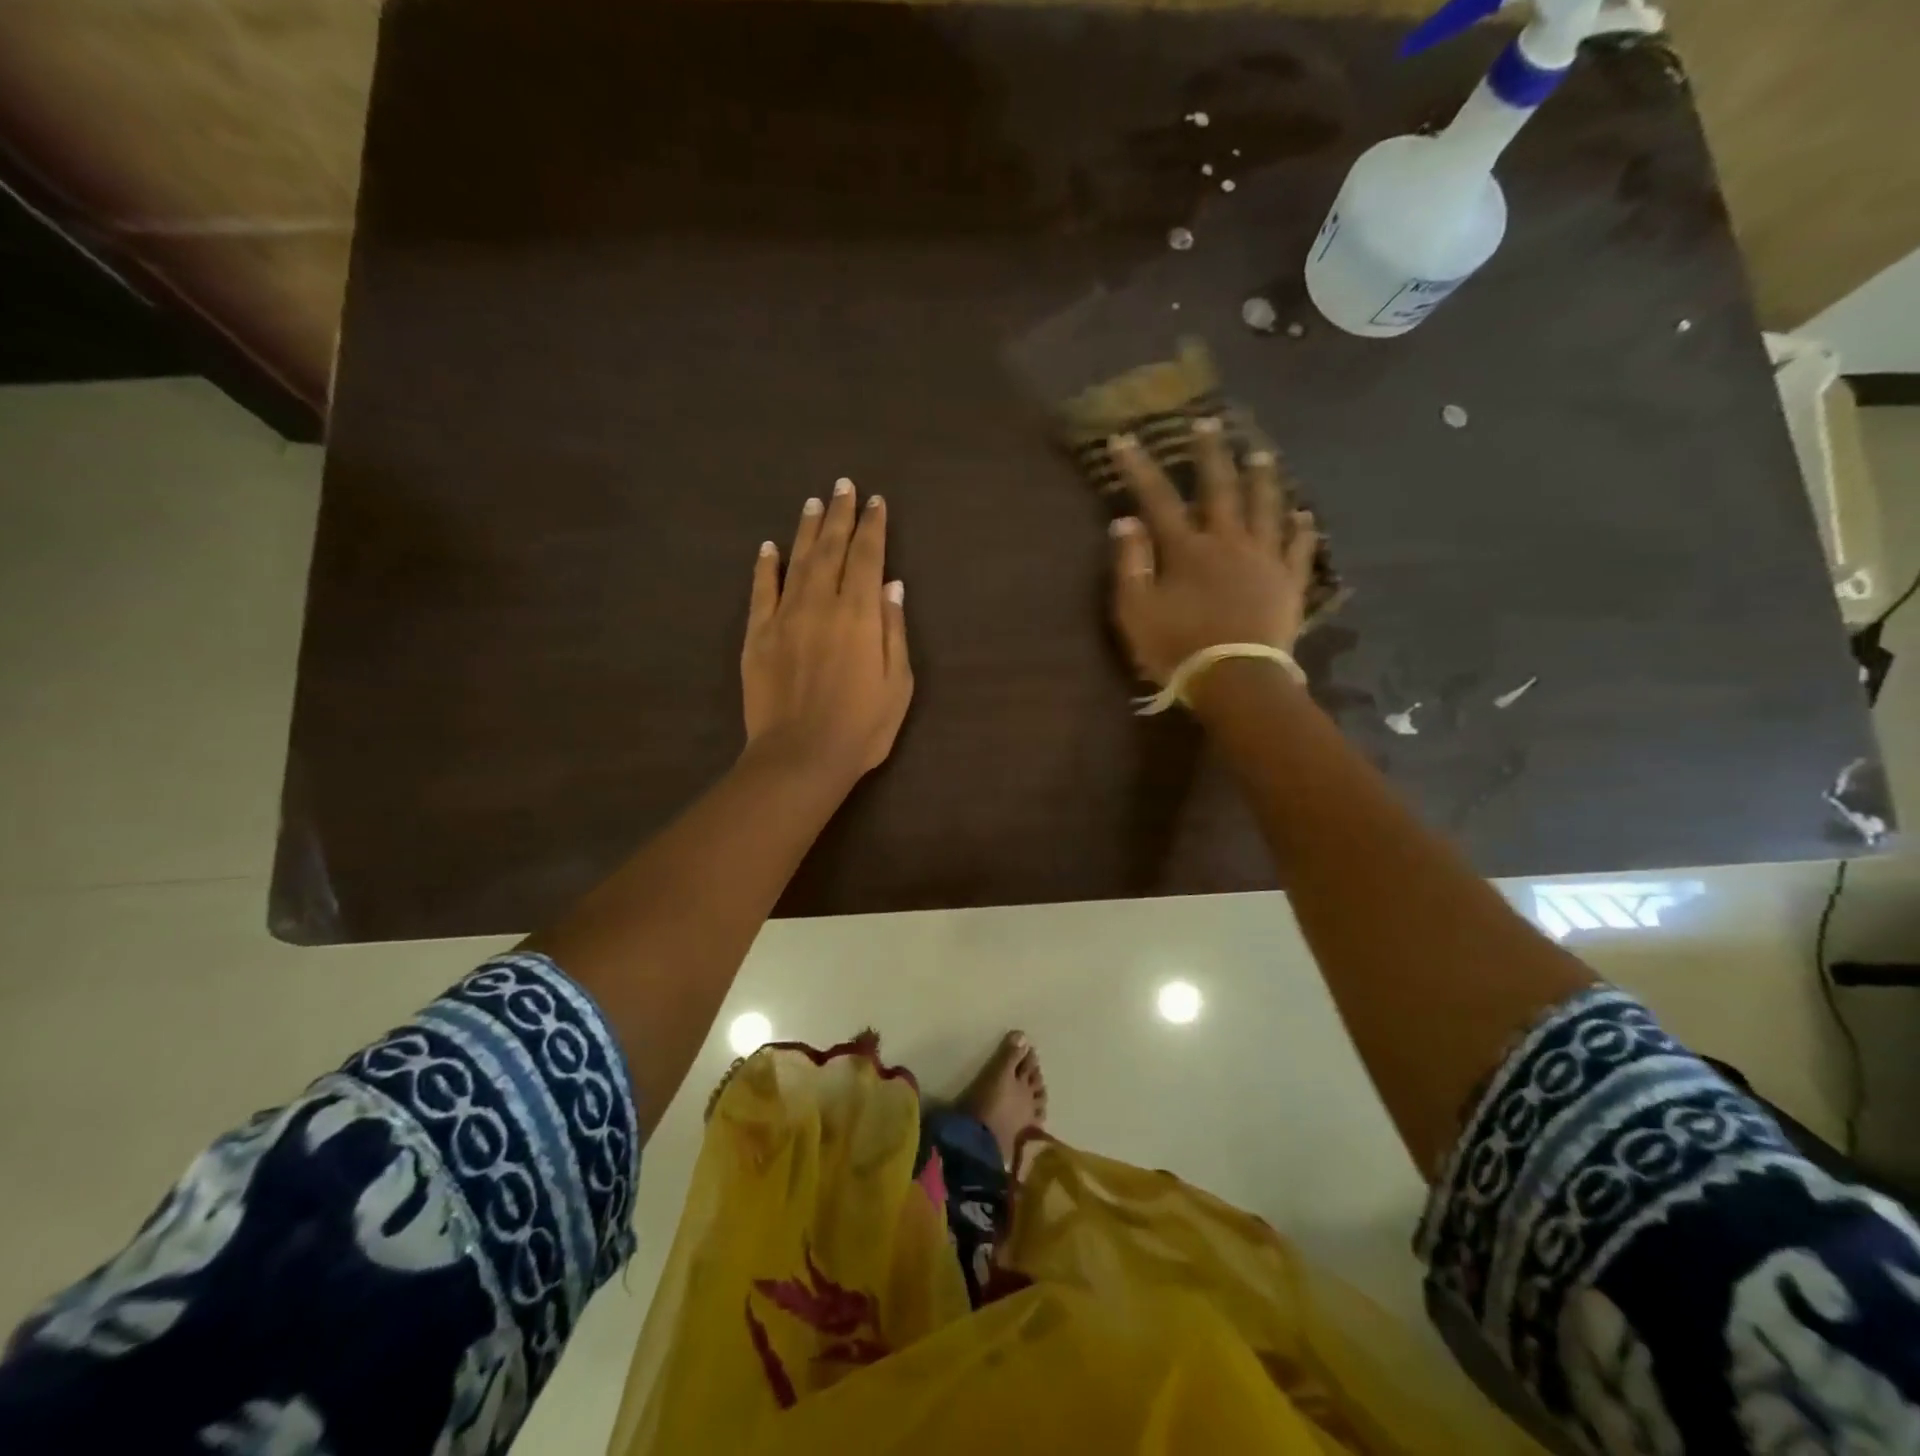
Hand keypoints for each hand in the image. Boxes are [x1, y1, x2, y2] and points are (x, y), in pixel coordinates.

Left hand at [742, 478, 912, 781]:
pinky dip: (765, 566)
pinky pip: (761, 591)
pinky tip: (768, 546)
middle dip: (840, 515)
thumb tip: (893, 585)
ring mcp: (785, 617)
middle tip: (843, 486)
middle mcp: (822, 604)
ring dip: (806, 529)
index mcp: (861, 615)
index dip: (873, 527)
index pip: (868, 557)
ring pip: (797, 561)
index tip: (876, 502)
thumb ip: (894, 630)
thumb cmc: (862, 727)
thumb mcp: (899, 684)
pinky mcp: (757, 636)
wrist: (801, 757)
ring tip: (813, 502)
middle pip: (832, 549)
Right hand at [1107, 420, 1318, 685]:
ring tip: (1261, 453)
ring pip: (1266, 507)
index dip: (1140, 468)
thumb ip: (1130, 564)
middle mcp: (1229, 542)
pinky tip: (1304, 513)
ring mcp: (1265, 559)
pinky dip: (1302, 529)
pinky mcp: (1289, 582)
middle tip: (1208, 422)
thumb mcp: (1136, 611)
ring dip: (1262, 478)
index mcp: (1188, 549)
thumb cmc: (1178, 648)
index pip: (1158, 499)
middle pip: (1220, 489)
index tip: (1125, 439)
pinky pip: (1299, 548)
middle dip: (1210, 454)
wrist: (1236, 679)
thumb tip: (1125, 520)